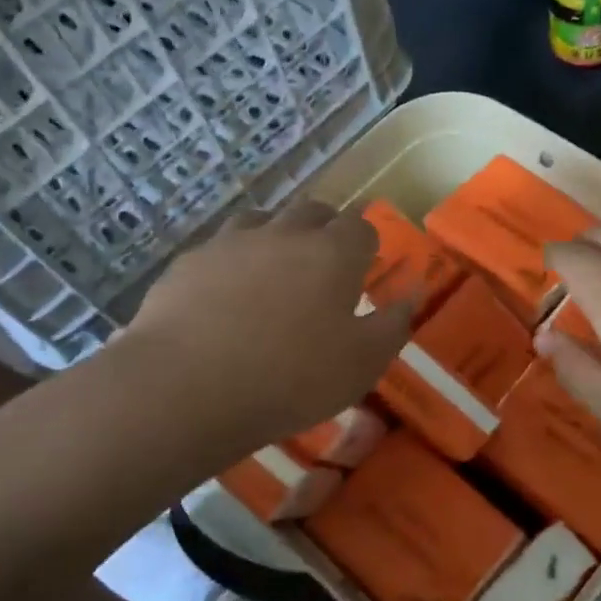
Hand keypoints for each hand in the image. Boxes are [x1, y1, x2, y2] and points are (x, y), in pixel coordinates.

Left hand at [115, 200, 409, 460]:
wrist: (188, 388)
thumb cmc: (292, 378)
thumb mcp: (362, 364)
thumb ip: (393, 325)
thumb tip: (412, 294)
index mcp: (333, 253)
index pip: (360, 228)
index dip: (365, 246)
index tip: (363, 271)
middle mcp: (284, 234)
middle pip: (312, 212)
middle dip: (325, 230)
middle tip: (324, 266)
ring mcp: (231, 242)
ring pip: (263, 220)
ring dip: (276, 237)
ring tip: (275, 272)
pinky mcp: (189, 262)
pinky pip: (220, 248)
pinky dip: (232, 262)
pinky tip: (225, 296)